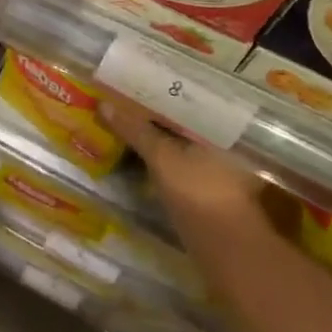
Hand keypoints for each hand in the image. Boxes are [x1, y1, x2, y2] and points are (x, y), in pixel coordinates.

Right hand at [101, 97, 294, 254]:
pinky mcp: (207, 188)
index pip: (183, 97)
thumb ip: (135, 130)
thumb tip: (104, 105)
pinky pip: (178, 162)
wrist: (227, 249)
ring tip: (121, 124)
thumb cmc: (198, 193)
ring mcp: (216, 165)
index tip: (128, 83)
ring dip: (153, 136)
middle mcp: (221, 140)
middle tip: (118, 101)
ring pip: (178, 142)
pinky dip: (158, 158)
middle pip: (180, 119)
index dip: (155, 89)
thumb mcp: (162, 158)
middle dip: (151, 113)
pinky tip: (136, 156)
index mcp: (218, 125)